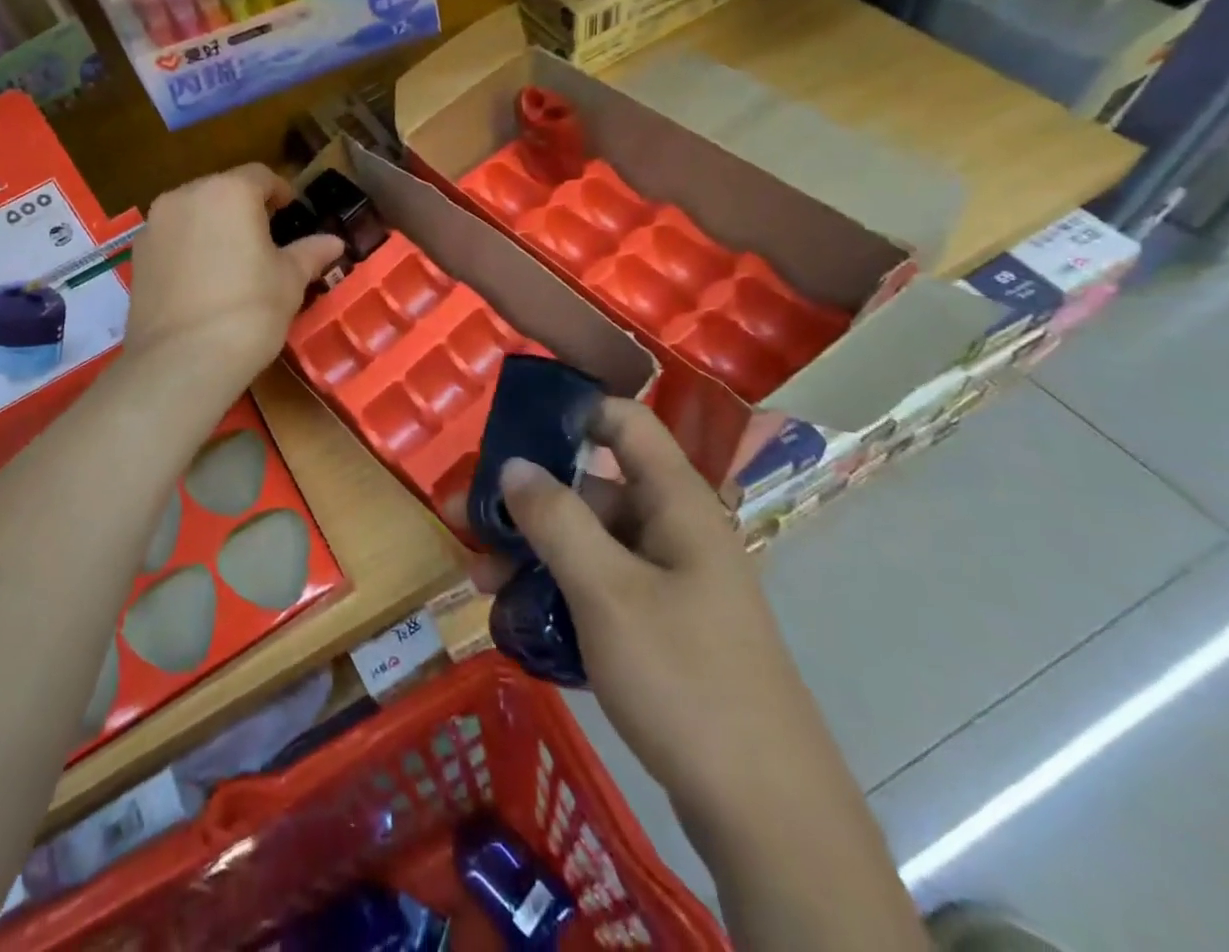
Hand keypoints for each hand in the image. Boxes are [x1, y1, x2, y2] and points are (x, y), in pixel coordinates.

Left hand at [123, 165, 343, 384]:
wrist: (181, 361)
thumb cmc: (249, 311)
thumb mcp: (289, 281)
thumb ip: (310, 253)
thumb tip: (334, 242)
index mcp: (229, 191)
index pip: (260, 176)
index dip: (280, 191)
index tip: (291, 211)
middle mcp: (186, 196)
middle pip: (222, 190)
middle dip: (244, 207)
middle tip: (265, 237)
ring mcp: (154, 226)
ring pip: (192, 213)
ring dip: (213, 226)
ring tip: (232, 259)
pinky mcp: (136, 256)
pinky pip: (171, 239)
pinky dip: (188, 247)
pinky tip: (203, 280)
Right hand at [450, 399, 851, 829]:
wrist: (766, 816)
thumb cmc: (684, 679)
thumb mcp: (606, 592)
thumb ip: (556, 520)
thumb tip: (513, 464)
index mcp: (675, 503)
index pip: (624, 422)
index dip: (571, 411)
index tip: (509, 428)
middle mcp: (672, 530)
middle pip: (590, 487)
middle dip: (525, 500)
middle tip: (463, 519)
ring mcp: (667, 581)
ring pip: (587, 542)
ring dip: (530, 552)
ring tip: (477, 580)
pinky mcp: (659, 627)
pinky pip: (596, 586)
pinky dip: (554, 590)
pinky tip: (512, 616)